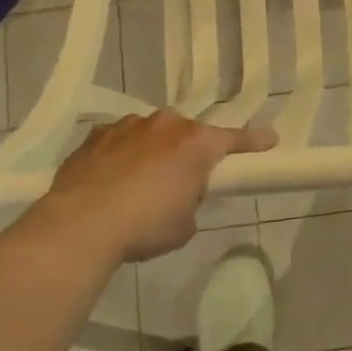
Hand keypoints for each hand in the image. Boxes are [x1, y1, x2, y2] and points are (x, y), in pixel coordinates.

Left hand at [37, 111, 276, 261]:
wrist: (81, 224)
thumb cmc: (145, 226)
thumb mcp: (184, 224)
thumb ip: (190, 200)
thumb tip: (178, 194)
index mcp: (196, 144)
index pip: (234, 139)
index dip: (254, 142)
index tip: (270, 139)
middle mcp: (165, 124)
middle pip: (188, 134)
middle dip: (189, 152)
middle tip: (183, 181)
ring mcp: (128, 125)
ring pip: (152, 134)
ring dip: (154, 151)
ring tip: (140, 184)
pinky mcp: (96, 135)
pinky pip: (120, 141)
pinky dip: (122, 155)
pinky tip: (112, 180)